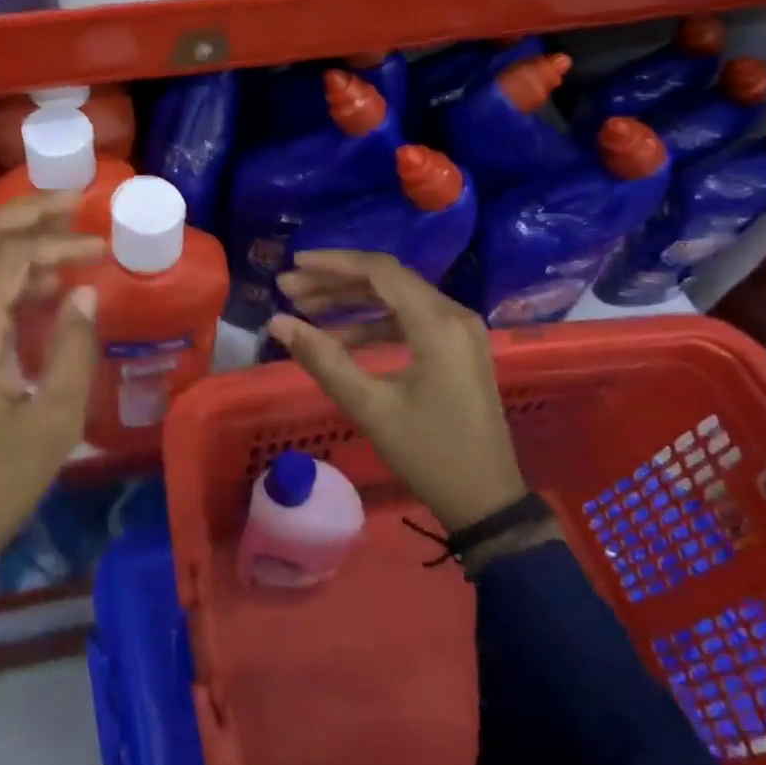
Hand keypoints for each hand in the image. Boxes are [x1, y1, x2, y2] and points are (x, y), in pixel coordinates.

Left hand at [0, 192, 104, 579]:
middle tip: (73, 202)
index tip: (100, 246)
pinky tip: (48, 289)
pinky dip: (9, 278)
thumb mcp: (53, 420)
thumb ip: (72, 347)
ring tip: (69, 238)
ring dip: (16, 242)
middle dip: (24, 213)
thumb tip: (86, 291)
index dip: (58, 241)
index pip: (9, 257)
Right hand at [267, 251, 525, 532]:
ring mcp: (458, 331)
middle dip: (334, 282)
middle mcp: (453, 314)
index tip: (293, 264)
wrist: (487, 501)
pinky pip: (407, 320)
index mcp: (438, 323)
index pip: (379, 271)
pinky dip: (371, 324)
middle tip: (288, 289)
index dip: (333, 263)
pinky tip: (337, 338)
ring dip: (350, 302)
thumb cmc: (429, 454)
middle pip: (386, 280)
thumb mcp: (369, 407)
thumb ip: (322, 359)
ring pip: (395, 299)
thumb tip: (278, 322)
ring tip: (304, 308)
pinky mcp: (456, 348)